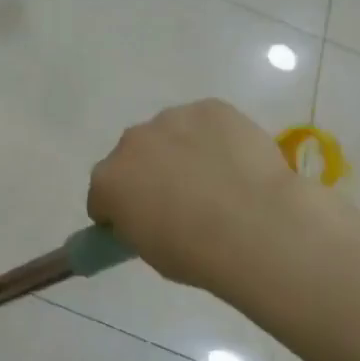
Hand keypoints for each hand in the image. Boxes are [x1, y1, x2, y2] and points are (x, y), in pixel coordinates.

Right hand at [89, 100, 316, 295]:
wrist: (257, 227)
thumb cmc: (197, 253)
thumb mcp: (149, 251)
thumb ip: (137, 223)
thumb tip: (147, 214)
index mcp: (108, 181)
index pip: (102, 197)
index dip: (120, 212)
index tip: (143, 225)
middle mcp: (131, 142)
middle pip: (133, 157)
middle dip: (149, 174)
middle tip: (181, 201)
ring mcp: (172, 119)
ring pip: (170, 134)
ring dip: (181, 151)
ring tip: (216, 179)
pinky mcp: (211, 107)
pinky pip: (205, 123)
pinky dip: (215, 138)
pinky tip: (236, 162)